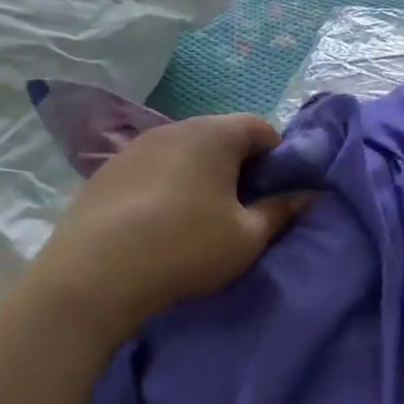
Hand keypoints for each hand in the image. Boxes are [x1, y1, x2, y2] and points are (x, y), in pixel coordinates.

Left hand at [26, 114, 311, 341]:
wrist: (94, 275)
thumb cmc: (185, 249)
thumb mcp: (246, 237)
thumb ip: (281, 211)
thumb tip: (308, 195)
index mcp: (214, 135)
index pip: (261, 128)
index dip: (278, 157)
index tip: (277, 193)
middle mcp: (174, 128)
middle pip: (220, 136)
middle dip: (239, 166)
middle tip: (243, 208)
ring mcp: (135, 147)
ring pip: (184, 152)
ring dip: (201, 175)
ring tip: (200, 217)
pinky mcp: (106, 171)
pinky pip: (152, 168)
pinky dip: (167, 185)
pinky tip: (160, 222)